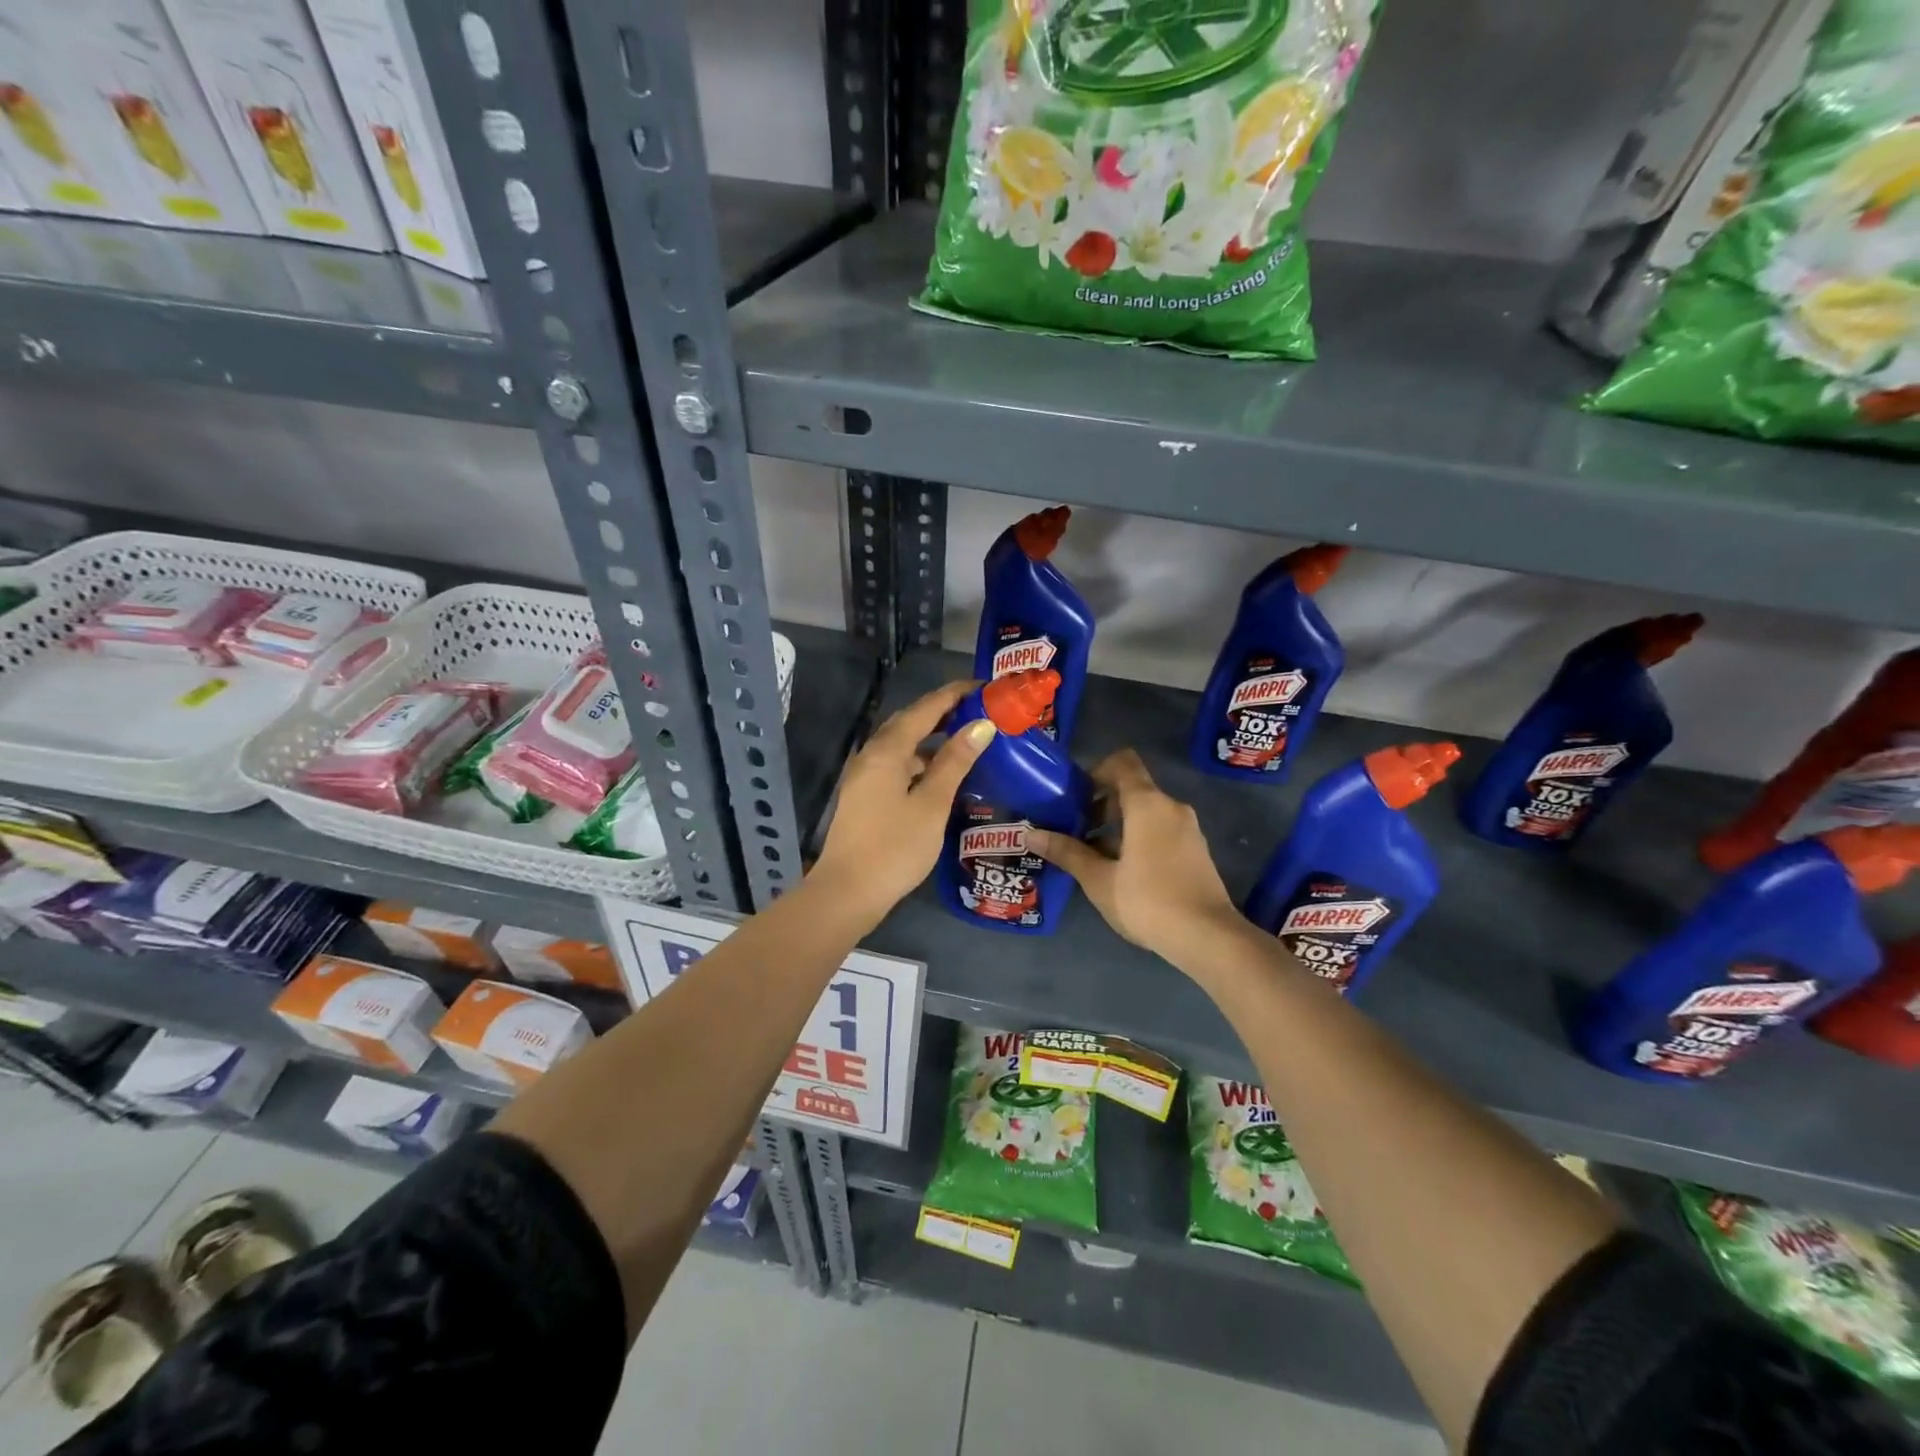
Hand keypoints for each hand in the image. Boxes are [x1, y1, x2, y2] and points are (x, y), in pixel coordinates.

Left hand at [812, 681, 995, 922]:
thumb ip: (955, 762)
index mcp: (887, 750)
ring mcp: (865, 776)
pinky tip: (940, 773)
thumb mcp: (932, 803)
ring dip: (932, 736)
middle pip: (910, 722)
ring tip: (966, 737)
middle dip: (943, 711)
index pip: (925, 709)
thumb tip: (982, 725)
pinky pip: (897, 764)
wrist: (848, 892)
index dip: (954, 694)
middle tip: (979, 709)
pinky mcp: (866, 796)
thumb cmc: (894, 847)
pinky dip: (921, 760)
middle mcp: (872, 755)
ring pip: (902, 744)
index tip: (984, 686)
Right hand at [1029, 749, 1243, 967]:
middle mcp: (1171, 807)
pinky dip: (1138, 838)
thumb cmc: (1148, 901)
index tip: (1075, 796)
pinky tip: (1121, 871)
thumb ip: (1067, 852)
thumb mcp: (1099, 879)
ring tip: (1092, 854)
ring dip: (1118, 825)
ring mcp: (1188, 829)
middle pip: (1132, 789)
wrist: (1209, 938)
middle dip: (1101, 804)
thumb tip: (1030, 834)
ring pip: (1146, 812)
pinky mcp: (1195, 851)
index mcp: (1148, 804)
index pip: (1122, 762)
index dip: (1096, 771)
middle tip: (1075, 829)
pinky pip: (1161, 830)